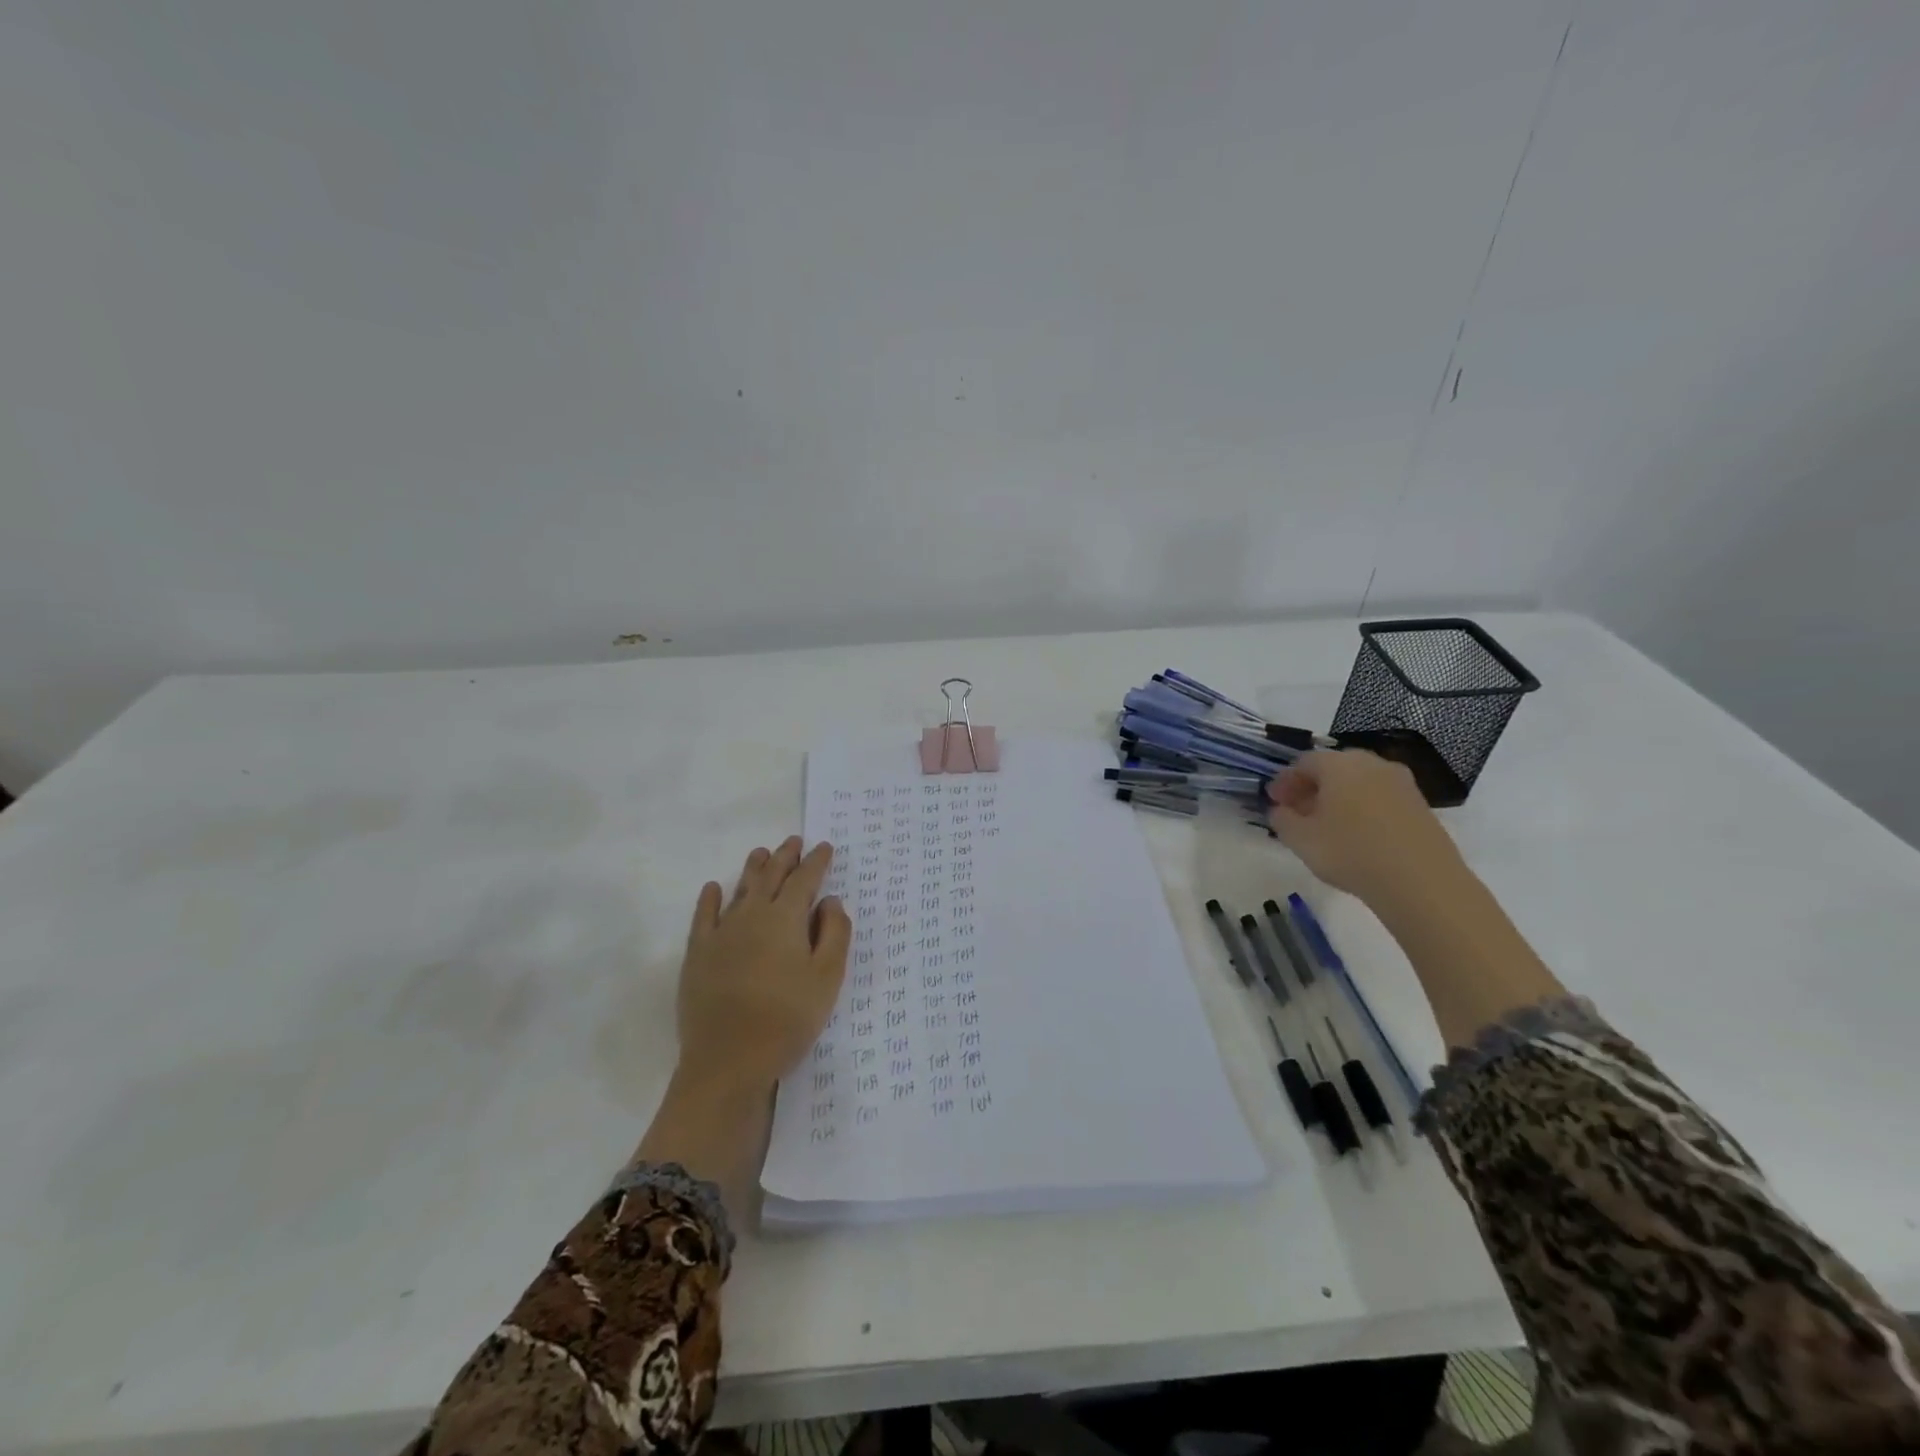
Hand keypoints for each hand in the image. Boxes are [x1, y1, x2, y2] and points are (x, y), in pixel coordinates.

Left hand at [675, 836, 850, 1094]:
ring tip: (761, 853)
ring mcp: (721, 933)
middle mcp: (752, 915)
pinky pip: (703, 916)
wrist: (729, 1060)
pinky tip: (713, 888)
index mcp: (786, 918)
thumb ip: (835, 933)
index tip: (824, 847)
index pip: (805, 879)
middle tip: (794, 841)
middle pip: (771, 877)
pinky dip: (710, 898)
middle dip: (785, 857)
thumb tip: (830, 900)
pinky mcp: (698, 954)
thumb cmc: (788, 1018)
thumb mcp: (827, 977)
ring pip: (740, 890)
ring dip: (753, 869)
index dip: (816, 861)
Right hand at [1267, 749, 1466, 909]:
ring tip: (1327, 826)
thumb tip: (1280, 810)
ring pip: (1358, 782)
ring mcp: (1401, 782)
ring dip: (1338, 798)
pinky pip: (1380, 798)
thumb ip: (1281, 819)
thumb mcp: (1300, 839)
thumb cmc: (1350, 852)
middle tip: (1298, 812)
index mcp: (1338, 764)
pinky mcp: (1420, 804)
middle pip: (1333, 768)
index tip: (1274, 802)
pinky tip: (1357, 834)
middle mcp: (1371, 763)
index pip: (1302, 762)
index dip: (1284, 781)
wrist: (1421, 881)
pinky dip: (1363, 808)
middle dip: (1312, 787)